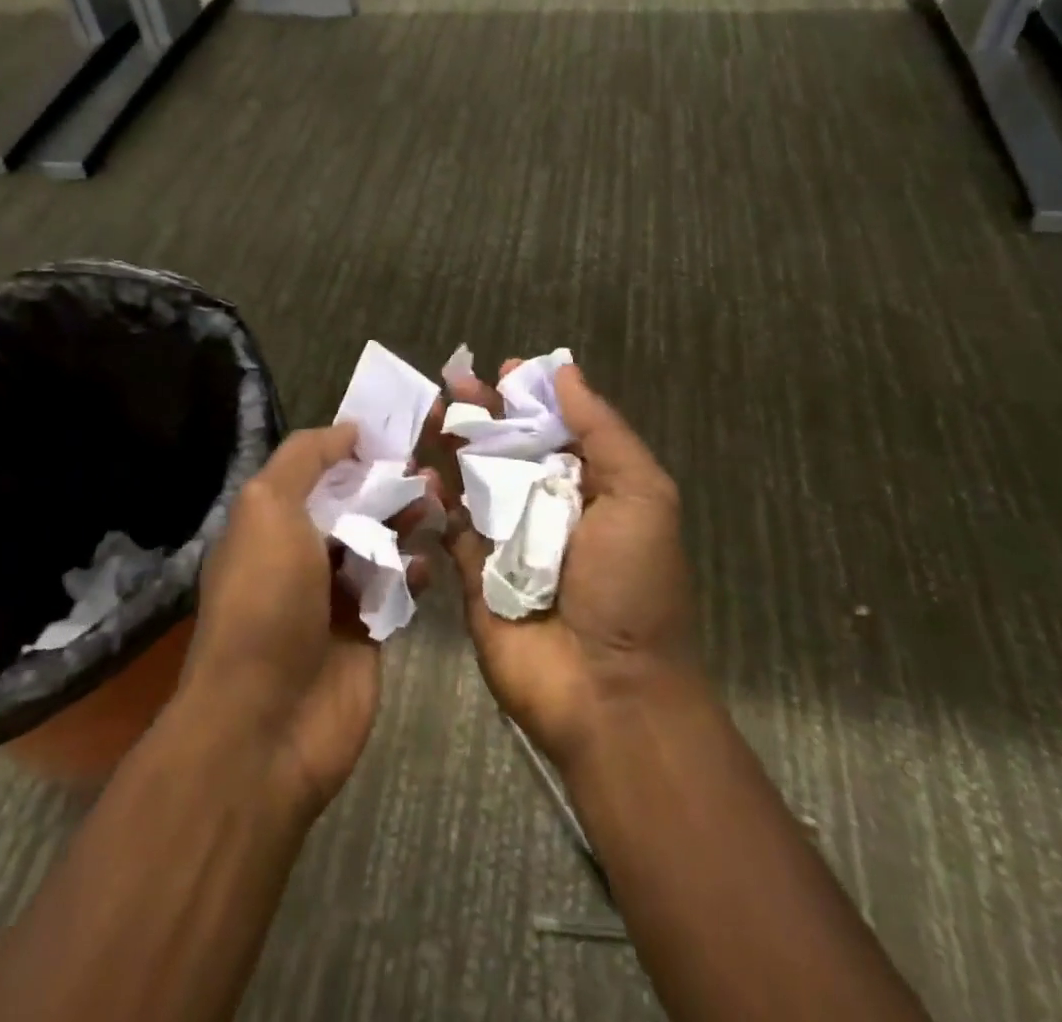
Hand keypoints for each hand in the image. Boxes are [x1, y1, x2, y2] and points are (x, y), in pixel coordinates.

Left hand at [178, 424, 431, 819]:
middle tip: (428, 470)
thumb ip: (305, 459)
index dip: (353, 448)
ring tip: (436, 506)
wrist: (266, 722)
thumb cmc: (265, 601)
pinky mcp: (367, 632)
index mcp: (271, 523)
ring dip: (406, 521)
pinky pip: (396, 590)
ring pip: (379, 543)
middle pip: (353, 505)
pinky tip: (426, 564)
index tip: (396, 430)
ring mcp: (334, 596)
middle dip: (388, 483)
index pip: (316, 471)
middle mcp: (300, 555)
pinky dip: (413, 573)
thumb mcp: (268, 509)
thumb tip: (348, 429)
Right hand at [440, 360, 698, 771]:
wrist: (607, 691)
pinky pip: (448, 526)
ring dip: (453, 445)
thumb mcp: (642, 496)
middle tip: (454, 382)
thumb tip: (565, 370)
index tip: (501, 370)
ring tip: (432, 412)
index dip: (529, 396)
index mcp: (592, 486)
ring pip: (474, 480)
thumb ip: (602, 431)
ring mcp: (507, 540)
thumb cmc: (631, 585)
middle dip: (483, 413)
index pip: (555, 427)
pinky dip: (434, 498)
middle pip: (509, 447)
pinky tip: (420, 470)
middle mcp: (548, 507)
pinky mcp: (471, 572)